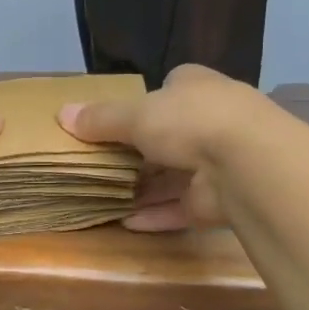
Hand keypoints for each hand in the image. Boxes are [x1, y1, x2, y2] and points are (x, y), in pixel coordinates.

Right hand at [57, 64, 270, 231]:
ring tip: (105, 197)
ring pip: (174, 175)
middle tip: (101, 163)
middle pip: (169, 135)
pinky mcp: (219, 200)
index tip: (115, 120)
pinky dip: (155, 215)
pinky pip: (180, 208)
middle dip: (139, 151)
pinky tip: (126, 223)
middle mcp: (211, 120)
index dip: (144, 103)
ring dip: (145, 188)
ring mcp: (219, 162)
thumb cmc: (189, 121)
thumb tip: (61, 114)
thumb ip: (100, 119)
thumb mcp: (135, 114)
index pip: (169, 89)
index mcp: (196, 87)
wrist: (247, 163)